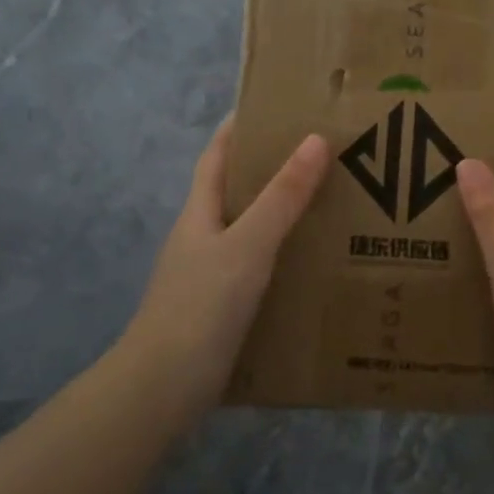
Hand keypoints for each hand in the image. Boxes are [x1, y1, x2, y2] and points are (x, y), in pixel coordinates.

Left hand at [118, 121, 328, 420]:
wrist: (164, 386)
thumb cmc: (202, 306)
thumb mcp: (248, 245)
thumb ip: (282, 197)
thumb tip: (316, 140)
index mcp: (200, 213)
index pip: (217, 157)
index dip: (239, 129)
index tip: (274, 107)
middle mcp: (202, 238)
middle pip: (236, 192)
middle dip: (271, 171)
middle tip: (322, 157)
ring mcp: (209, 275)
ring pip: (249, 232)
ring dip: (281, 216)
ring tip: (330, 205)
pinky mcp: (222, 308)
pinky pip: (258, 268)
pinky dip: (282, 258)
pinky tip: (312, 265)